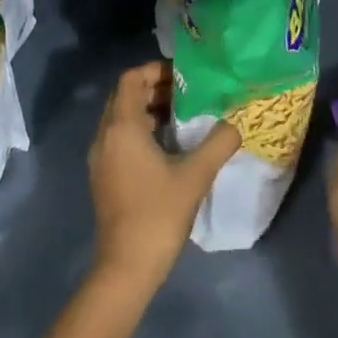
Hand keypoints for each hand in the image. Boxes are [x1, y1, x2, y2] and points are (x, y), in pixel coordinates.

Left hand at [88, 62, 240, 292]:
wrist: (127, 266)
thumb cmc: (159, 214)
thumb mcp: (195, 176)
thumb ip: (218, 143)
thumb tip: (236, 123)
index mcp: (122, 128)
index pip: (131, 79)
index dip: (156, 70)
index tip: (184, 76)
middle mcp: (105, 137)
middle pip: (125, 97)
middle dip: (154, 89)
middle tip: (189, 94)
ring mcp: (101, 158)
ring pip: (122, 119)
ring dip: (149, 111)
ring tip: (185, 117)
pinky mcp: (104, 177)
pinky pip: (120, 139)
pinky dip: (142, 132)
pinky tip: (170, 147)